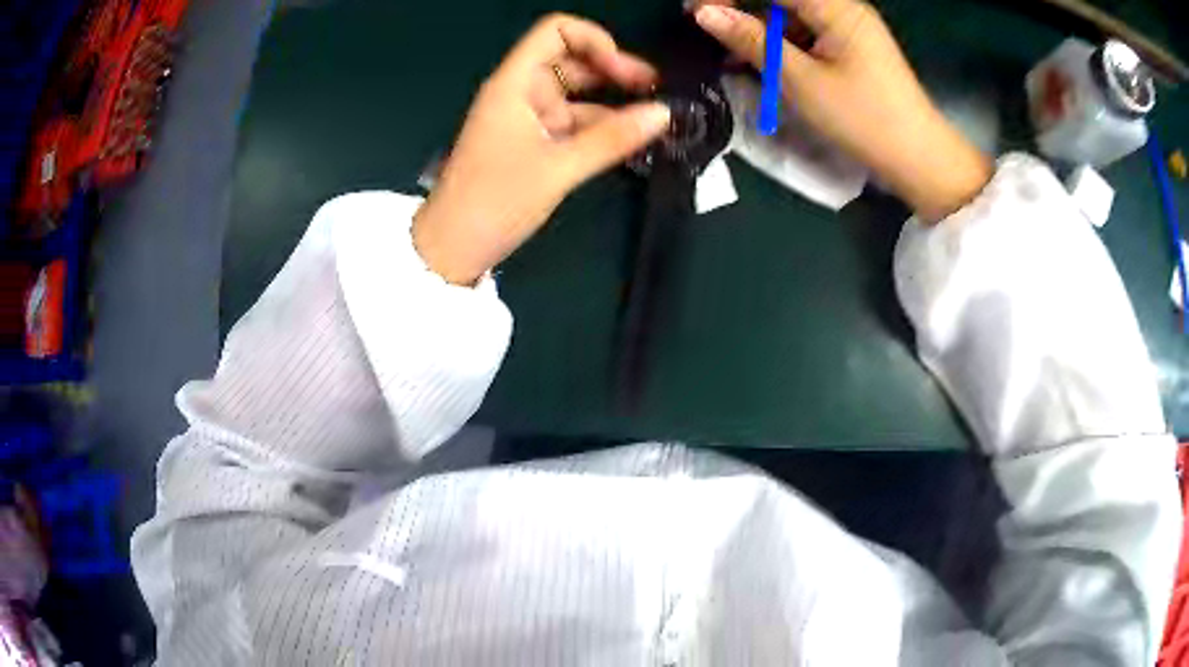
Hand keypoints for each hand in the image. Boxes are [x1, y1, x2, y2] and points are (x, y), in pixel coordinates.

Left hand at [413, 15, 671, 284]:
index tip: (624, 70)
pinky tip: (631, 141)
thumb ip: (612, 138)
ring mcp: (528, 118)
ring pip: (577, 95)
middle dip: (614, 70)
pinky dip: (601, 129)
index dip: (593, 40)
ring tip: (654, 120)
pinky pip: (573, 124)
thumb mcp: (559, 168)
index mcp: (515, 83)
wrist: (452, 248)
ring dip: (612, 102)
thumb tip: (664, 114)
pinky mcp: (534, 143)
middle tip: (656, 92)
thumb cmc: (495, 200)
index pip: (555, 31)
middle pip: (572, 60)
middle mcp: (522, 92)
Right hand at [694, 0, 991, 221]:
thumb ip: (753, 41)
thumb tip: (705, 13)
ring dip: (759, 28)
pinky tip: (762, 61)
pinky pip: (807, 31)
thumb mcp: (800, 80)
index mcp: (834, 5)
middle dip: (741, 9)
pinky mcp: (852, 45)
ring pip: (791, 13)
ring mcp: (849, 26)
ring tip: (731, 55)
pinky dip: (781, 42)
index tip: (696, 13)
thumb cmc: (863, 119)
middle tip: (708, 30)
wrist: (919, 158)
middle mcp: (842, 6)